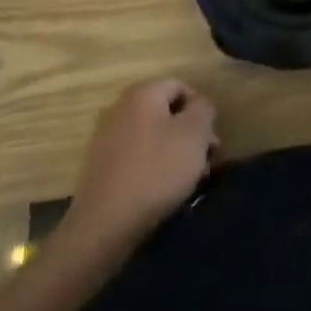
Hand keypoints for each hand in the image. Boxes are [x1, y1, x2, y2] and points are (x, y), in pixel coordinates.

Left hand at [63, 78, 217, 250]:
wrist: (104, 224)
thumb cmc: (156, 171)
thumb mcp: (194, 135)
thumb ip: (203, 110)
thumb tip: (199, 106)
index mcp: (143, 93)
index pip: (180, 86)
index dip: (201, 109)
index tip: (211, 140)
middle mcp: (121, 108)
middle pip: (165, 112)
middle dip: (188, 134)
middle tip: (203, 162)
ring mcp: (106, 138)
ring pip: (151, 137)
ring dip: (172, 153)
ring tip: (186, 182)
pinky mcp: (100, 167)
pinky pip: (135, 158)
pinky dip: (151, 168)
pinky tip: (161, 192)